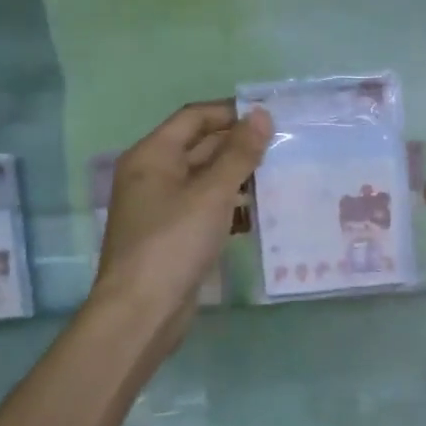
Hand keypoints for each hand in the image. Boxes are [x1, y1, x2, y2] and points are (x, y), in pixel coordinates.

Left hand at [92, 101, 271, 354]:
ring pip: (205, 179)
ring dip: (238, 177)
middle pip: (200, 147)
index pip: (194, 117)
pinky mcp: (173, 235)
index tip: (271, 117)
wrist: (142, 312)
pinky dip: (229, 206)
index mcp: (152, 155)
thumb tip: (262, 115)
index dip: (231, 112)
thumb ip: (239, 153)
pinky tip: (259, 213)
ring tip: (279, 176)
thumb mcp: (212, 193)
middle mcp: (152, 175)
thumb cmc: (174, 243)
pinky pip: (205, 208)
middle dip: (239, 146)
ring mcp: (161, 207)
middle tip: (283, 147)